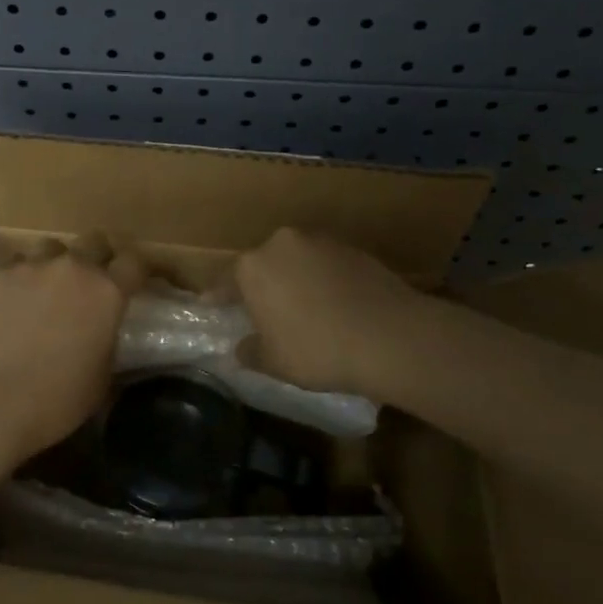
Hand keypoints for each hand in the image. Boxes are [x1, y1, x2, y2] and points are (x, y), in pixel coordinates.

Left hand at [0, 233, 145, 462]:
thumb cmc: (55, 401)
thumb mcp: (101, 377)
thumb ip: (107, 341)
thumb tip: (102, 331)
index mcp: (107, 292)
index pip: (134, 261)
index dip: (137, 270)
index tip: (134, 282)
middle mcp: (72, 267)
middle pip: (94, 242)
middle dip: (96, 258)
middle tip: (88, 285)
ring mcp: (29, 266)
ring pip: (49, 249)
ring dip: (54, 265)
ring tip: (43, 292)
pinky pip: (13, 266)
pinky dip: (18, 280)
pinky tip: (8, 306)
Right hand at [234, 228, 423, 399]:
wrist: (389, 336)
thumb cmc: (316, 349)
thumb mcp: (273, 361)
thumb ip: (250, 351)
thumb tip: (240, 348)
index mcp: (253, 266)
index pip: (226, 279)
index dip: (219, 296)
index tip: (213, 305)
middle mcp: (283, 243)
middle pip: (264, 264)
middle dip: (261, 285)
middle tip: (261, 311)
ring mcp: (322, 242)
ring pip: (297, 261)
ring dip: (294, 280)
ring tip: (300, 309)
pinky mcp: (355, 250)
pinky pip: (327, 266)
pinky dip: (323, 281)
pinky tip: (332, 306)